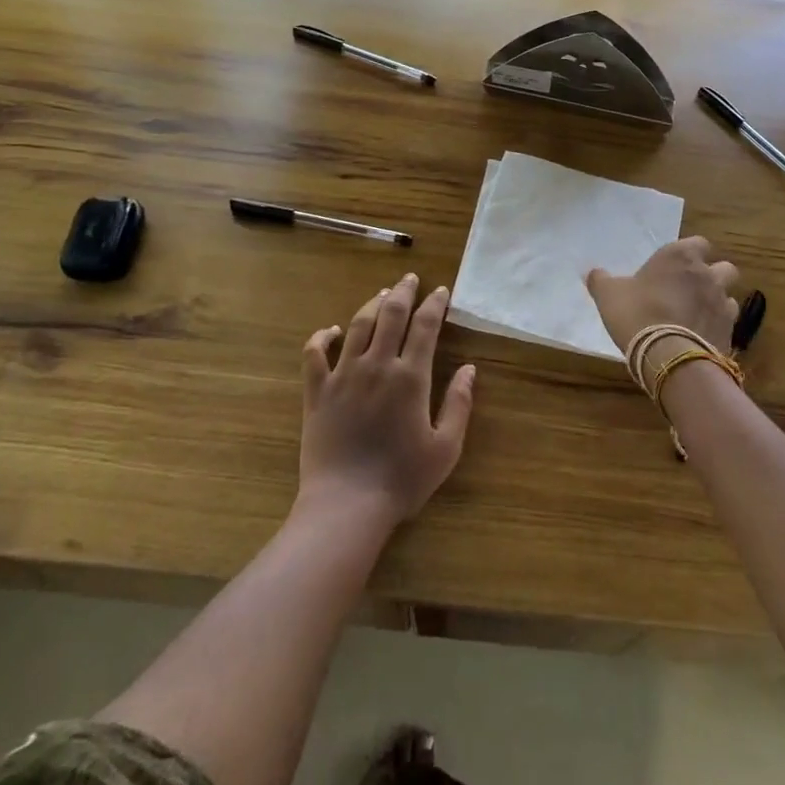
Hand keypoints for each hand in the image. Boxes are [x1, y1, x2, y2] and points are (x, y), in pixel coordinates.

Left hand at [299, 273, 476, 527]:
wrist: (346, 505)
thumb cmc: (402, 479)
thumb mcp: (446, 447)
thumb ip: (459, 404)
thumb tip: (469, 368)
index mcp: (411, 377)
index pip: (425, 326)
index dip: (435, 304)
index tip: (442, 291)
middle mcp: (377, 366)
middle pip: (391, 315)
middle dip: (403, 292)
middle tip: (410, 279)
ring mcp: (343, 375)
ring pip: (357, 325)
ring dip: (371, 305)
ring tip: (382, 294)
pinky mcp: (317, 391)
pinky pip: (315, 353)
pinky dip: (322, 336)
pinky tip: (332, 330)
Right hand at [585, 237, 740, 355]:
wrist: (667, 355)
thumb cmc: (637, 313)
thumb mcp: (608, 294)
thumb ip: (600, 280)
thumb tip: (591, 272)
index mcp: (680, 256)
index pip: (699, 243)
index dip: (691, 254)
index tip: (676, 267)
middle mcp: (707, 274)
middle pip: (724, 268)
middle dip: (713, 276)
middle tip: (691, 290)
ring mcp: (722, 303)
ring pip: (729, 296)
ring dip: (717, 303)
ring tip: (697, 316)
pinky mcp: (729, 331)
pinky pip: (728, 324)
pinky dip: (717, 327)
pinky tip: (701, 337)